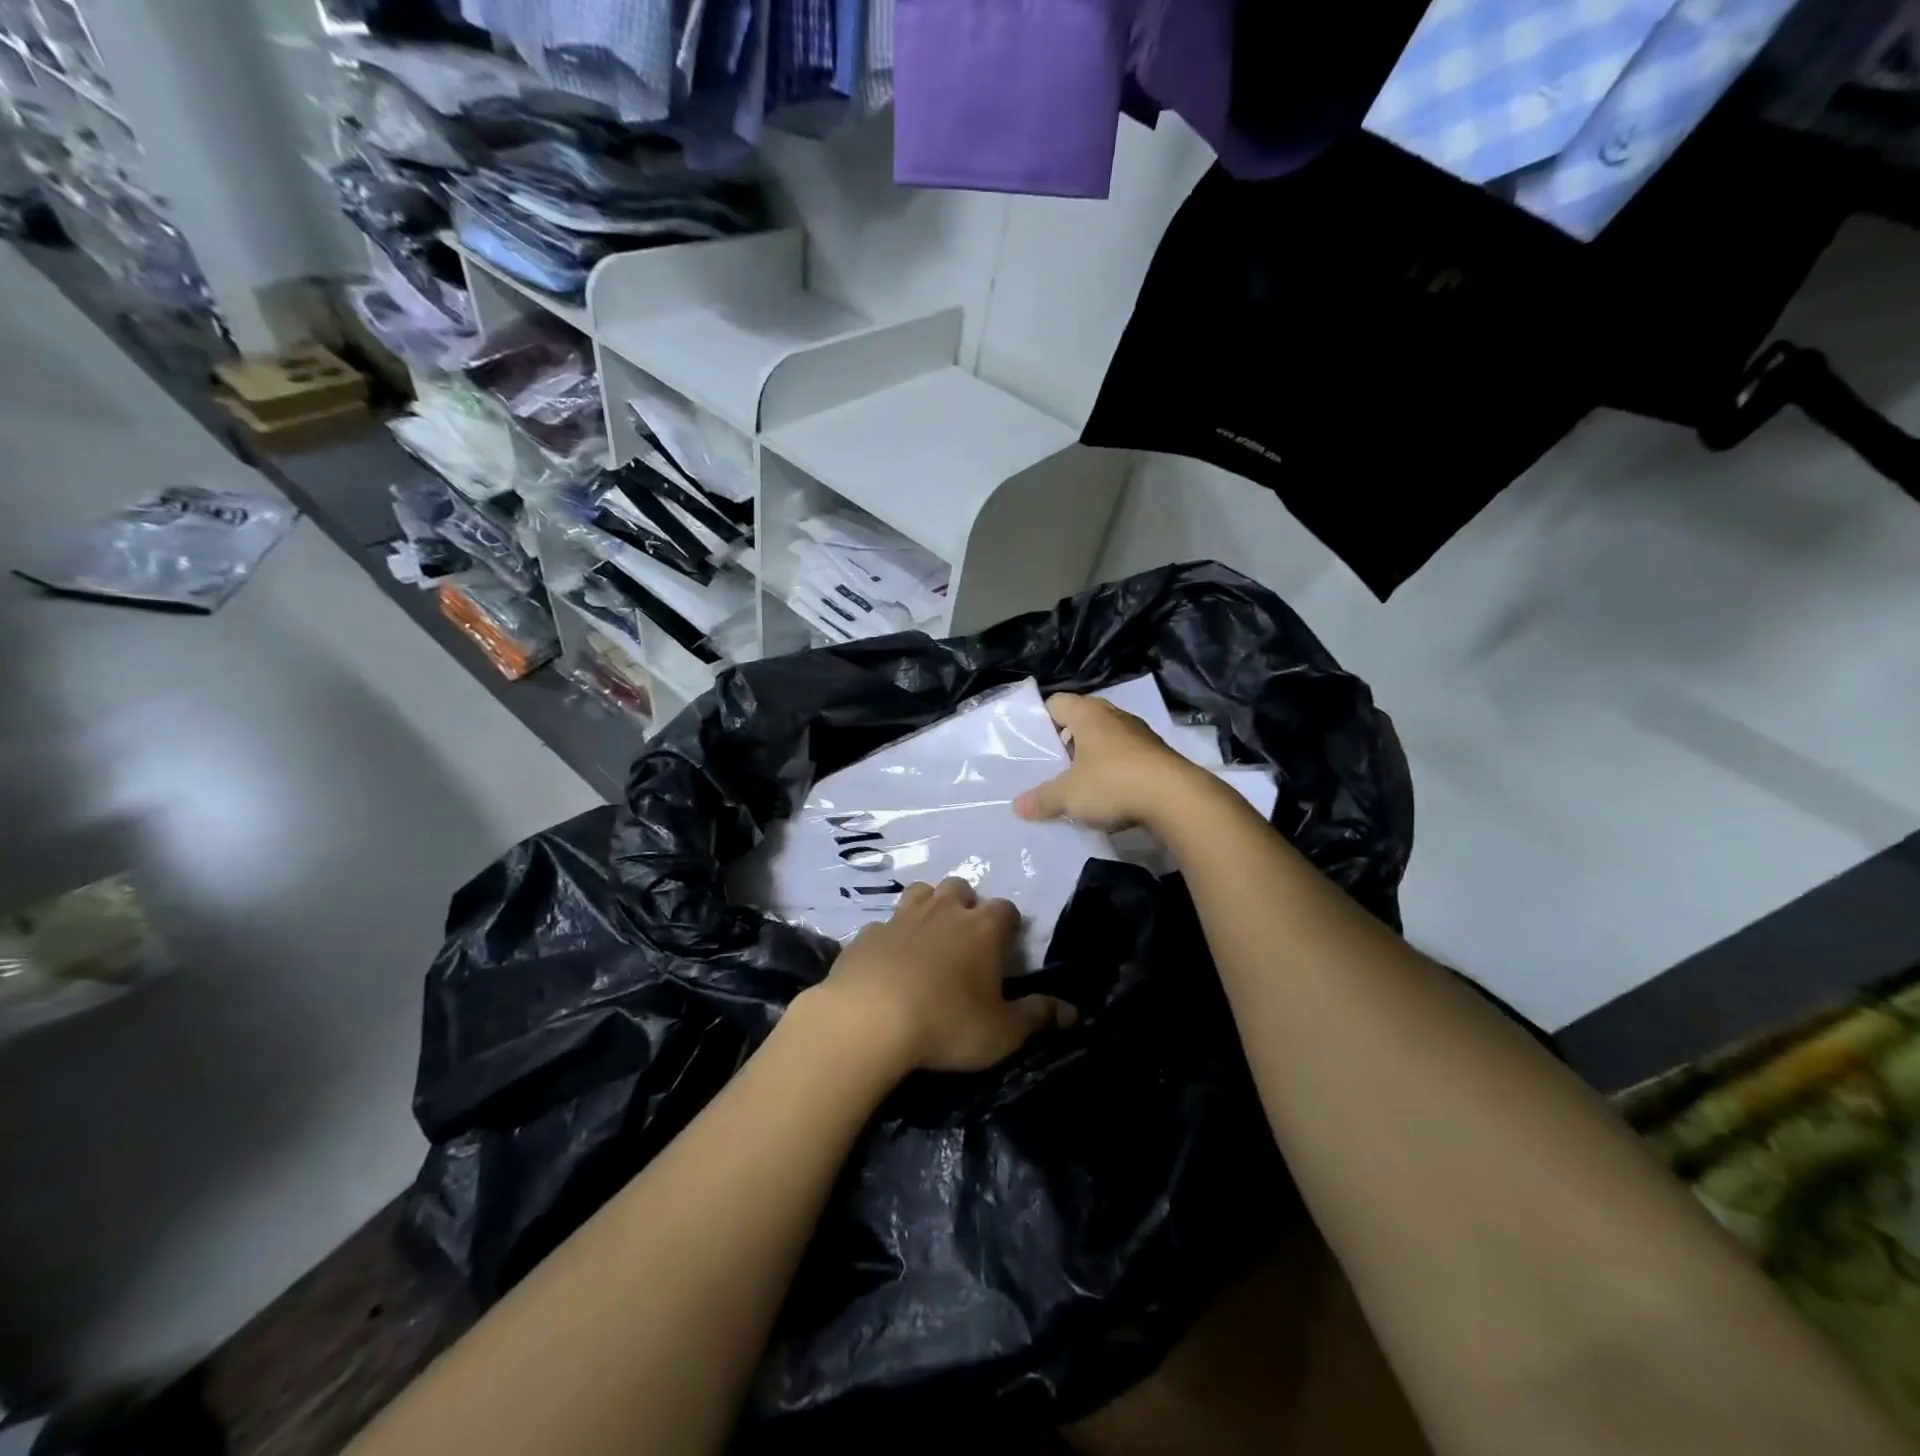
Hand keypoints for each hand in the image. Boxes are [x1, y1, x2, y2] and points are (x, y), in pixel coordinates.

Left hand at [800, 878, 1073, 1075]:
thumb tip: (1074, 1012)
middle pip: (961, 888)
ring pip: (920, 892)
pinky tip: (888, 960)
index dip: (1009, 925)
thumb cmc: (947, 1023)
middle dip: (966, 904)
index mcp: (983, 929)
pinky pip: (884, 924)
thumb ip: (1038, 1017)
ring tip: (929, 936)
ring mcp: (902, 917)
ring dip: (928, 906)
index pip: (1006, 910)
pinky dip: (891, 936)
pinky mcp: (867, 934)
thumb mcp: (1003, 1032)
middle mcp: (944, 911)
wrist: (869, 1019)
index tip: (1007, 946)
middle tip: (966, 937)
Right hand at [1013, 693, 1204, 832]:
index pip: (1057, 702)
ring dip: (1093, 755)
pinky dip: (1116, 770)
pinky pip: (1127, 757)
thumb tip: (1018, 807)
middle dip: (1067, 739)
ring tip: (1078, 780)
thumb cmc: (1113, 784)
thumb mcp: (1068, 795)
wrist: (1176, 799)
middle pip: (1083, 719)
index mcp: (1088, 714)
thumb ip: (1042, 799)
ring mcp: (1140, 734)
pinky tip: (1109, 793)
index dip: (1042, 719)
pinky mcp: (1158, 756)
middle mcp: (1115, 716)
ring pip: (1107, 738)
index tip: (1033, 742)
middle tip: (1053, 763)